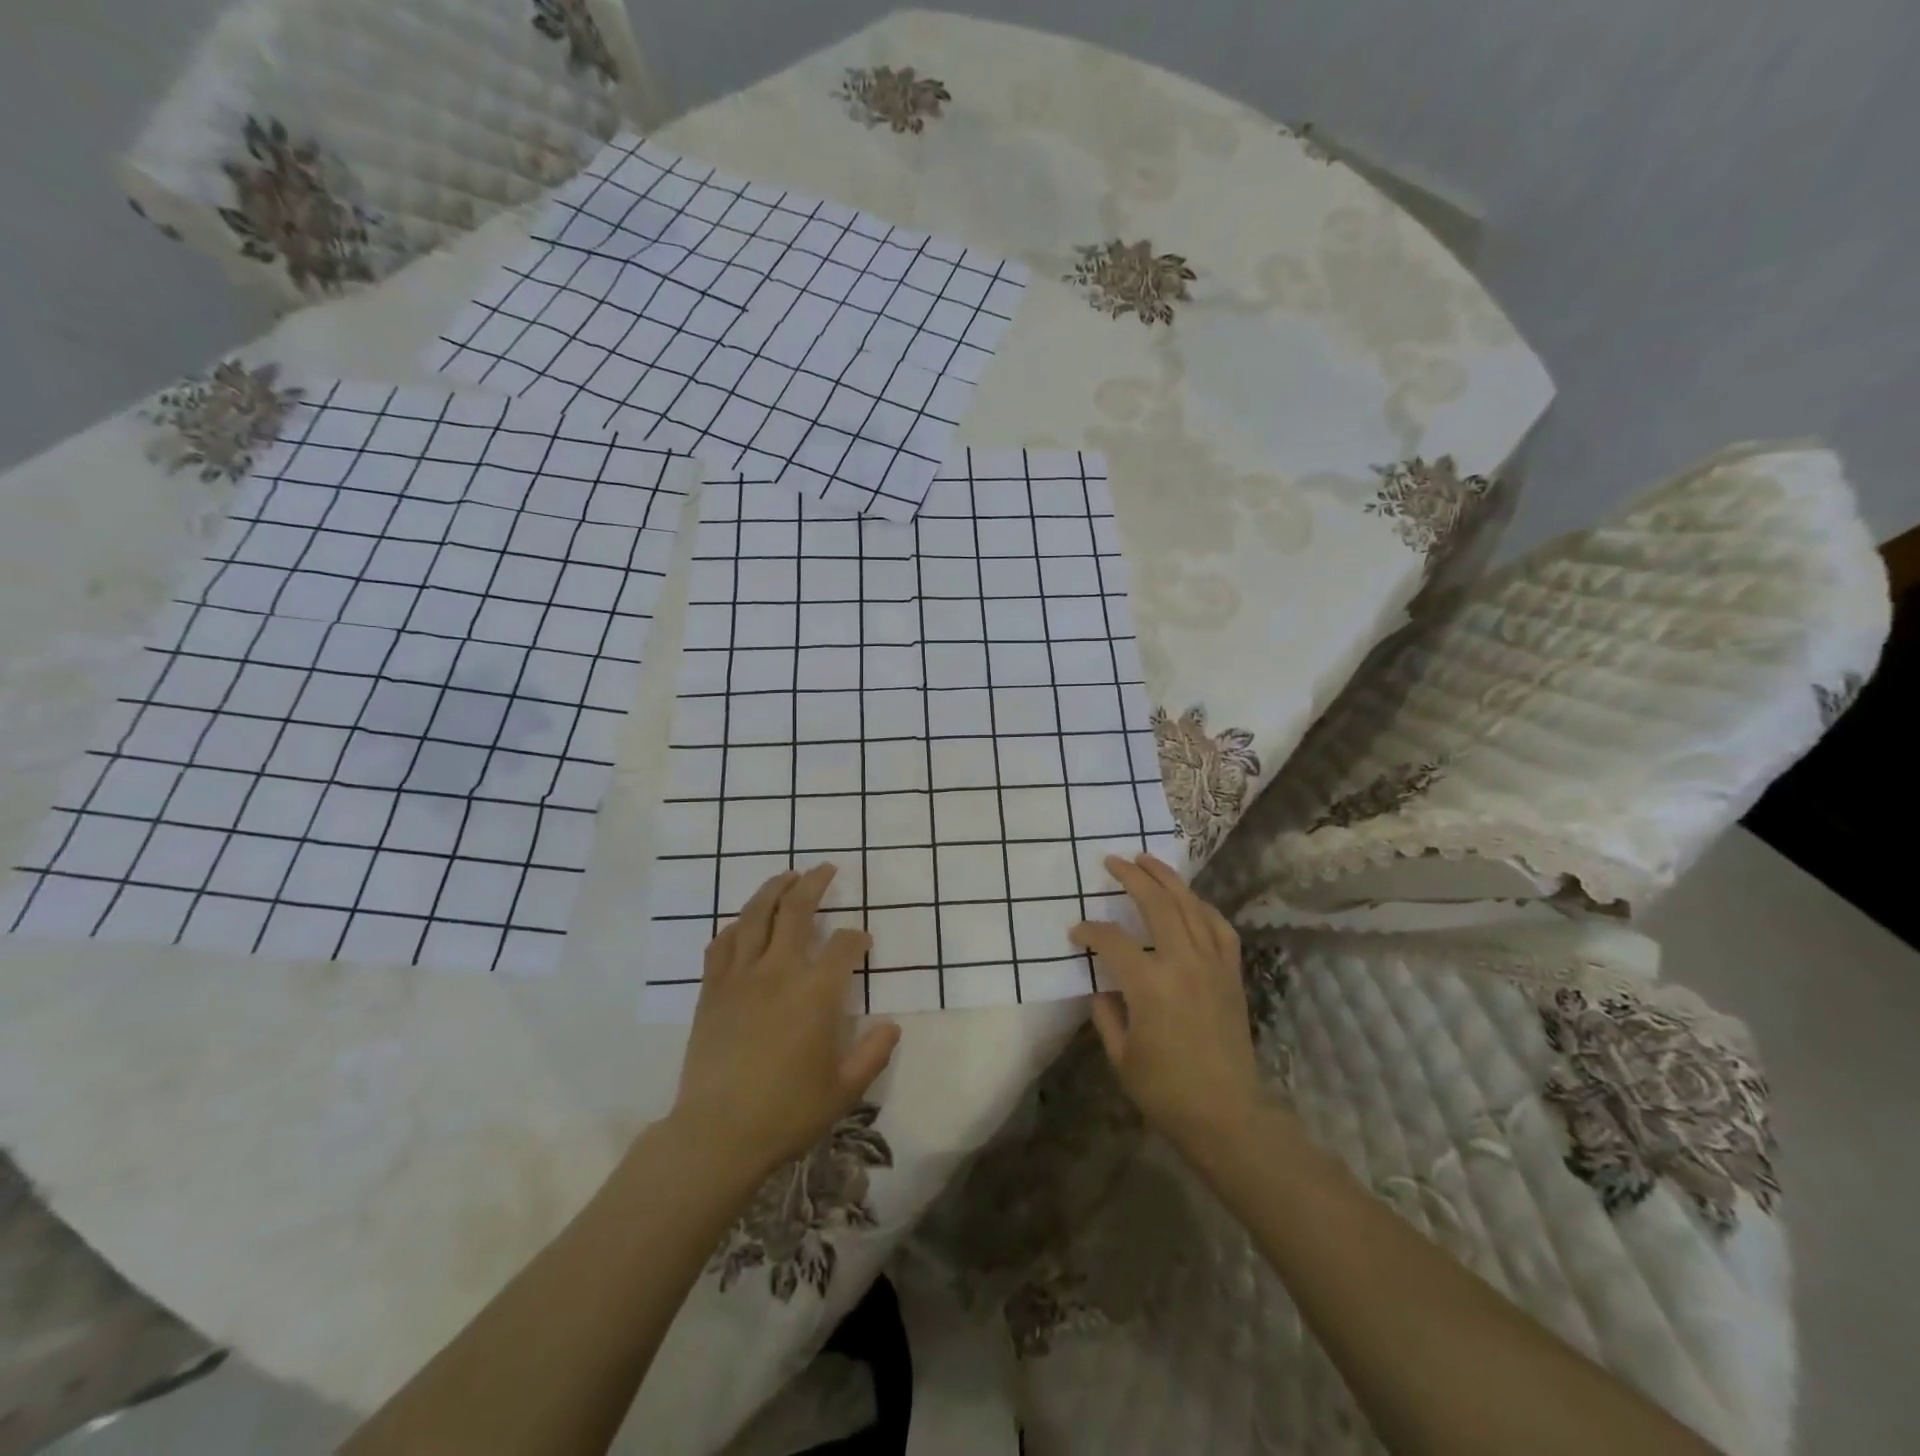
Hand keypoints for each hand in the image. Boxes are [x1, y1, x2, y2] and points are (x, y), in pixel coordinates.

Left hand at [671, 864, 900, 1179]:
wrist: (717, 1134)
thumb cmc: (787, 1112)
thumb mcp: (844, 1090)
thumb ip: (873, 1053)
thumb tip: (891, 1025)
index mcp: (816, 993)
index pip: (843, 946)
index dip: (856, 938)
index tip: (861, 941)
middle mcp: (778, 972)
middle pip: (795, 910)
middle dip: (814, 884)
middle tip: (825, 869)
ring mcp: (740, 978)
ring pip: (754, 916)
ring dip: (772, 890)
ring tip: (786, 876)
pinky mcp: (711, 991)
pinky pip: (721, 944)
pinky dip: (735, 925)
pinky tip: (743, 922)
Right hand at [1071, 854, 1264, 1161]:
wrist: (1228, 1116)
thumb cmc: (1167, 1091)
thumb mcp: (1121, 1056)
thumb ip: (1106, 1013)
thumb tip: (1102, 986)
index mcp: (1149, 984)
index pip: (1111, 940)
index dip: (1089, 931)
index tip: (1076, 933)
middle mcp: (1183, 963)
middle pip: (1157, 904)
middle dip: (1132, 877)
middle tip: (1113, 861)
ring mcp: (1212, 965)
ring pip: (1191, 906)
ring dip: (1168, 879)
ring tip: (1149, 861)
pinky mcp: (1231, 974)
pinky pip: (1219, 928)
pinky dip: (1203, 908)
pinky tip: (1191, 901)